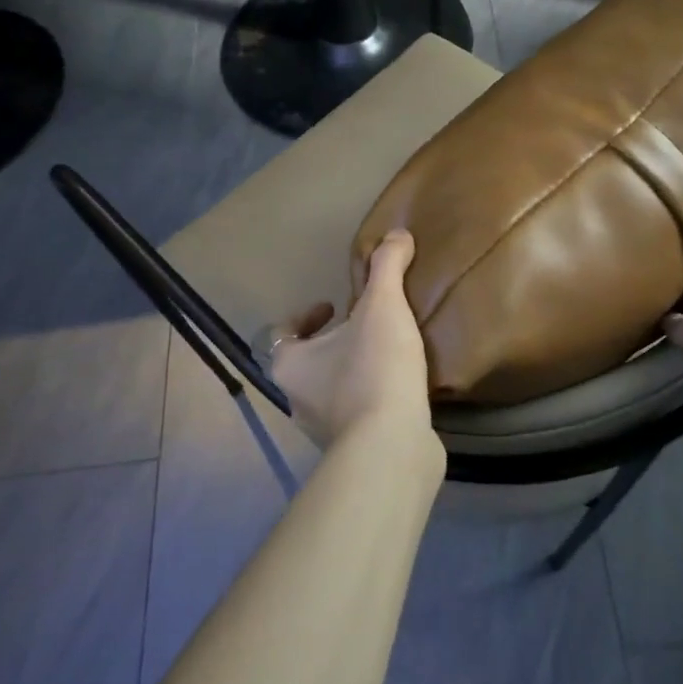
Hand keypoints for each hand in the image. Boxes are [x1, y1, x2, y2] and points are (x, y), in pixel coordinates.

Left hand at [269, 230, 433, 453]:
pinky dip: (372, 396)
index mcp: (290, 364)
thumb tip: (397, 234)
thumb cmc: (374, 370)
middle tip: (365, 325)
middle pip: (308, 361)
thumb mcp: (382, 306)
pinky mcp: (353, 450)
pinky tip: (400, 386)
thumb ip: (387, 267)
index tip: (334, 305)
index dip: (305, 316)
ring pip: (331, 389)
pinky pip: (357, 414)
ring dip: (353, 369)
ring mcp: (323, 430)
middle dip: (333, 341)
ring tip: (387, 352)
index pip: (282, 333)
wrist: (392, 448)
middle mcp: (296, 399)